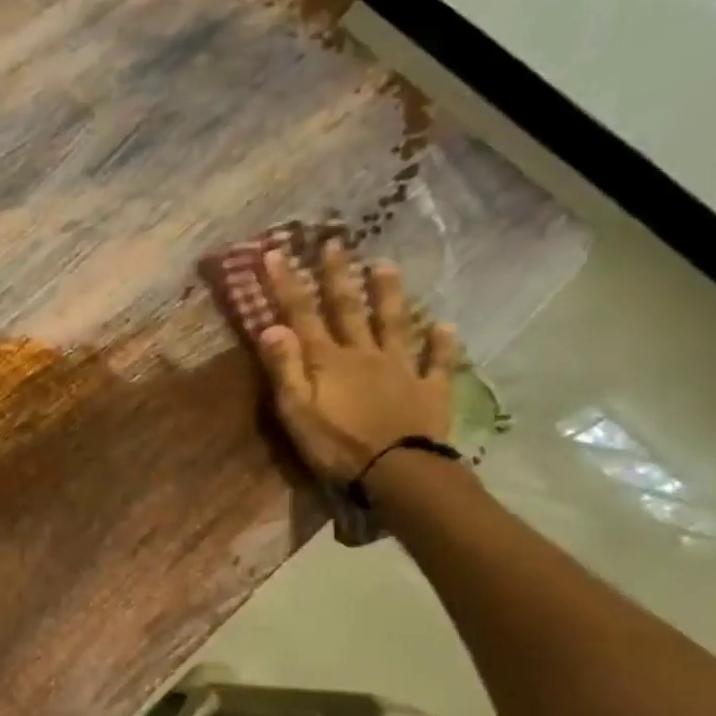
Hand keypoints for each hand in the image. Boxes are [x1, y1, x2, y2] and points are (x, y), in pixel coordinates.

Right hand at [255, 245, 459, 483]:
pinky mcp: (430, 389)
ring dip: (388, 294)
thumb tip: (271, 326)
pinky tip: (444, 325)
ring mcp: (401, 368)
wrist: (398, 472)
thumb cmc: (338, 446)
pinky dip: (441, 343)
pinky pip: (438, 361)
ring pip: (394, 324)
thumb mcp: (297, 412)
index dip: (286, 284)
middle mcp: (364, 354)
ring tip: (386, 265)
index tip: (275, 253)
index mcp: (328, 361)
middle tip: (334, 243)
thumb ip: (285, 368)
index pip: (302, 315)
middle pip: (348, 309)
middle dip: (337, 275)